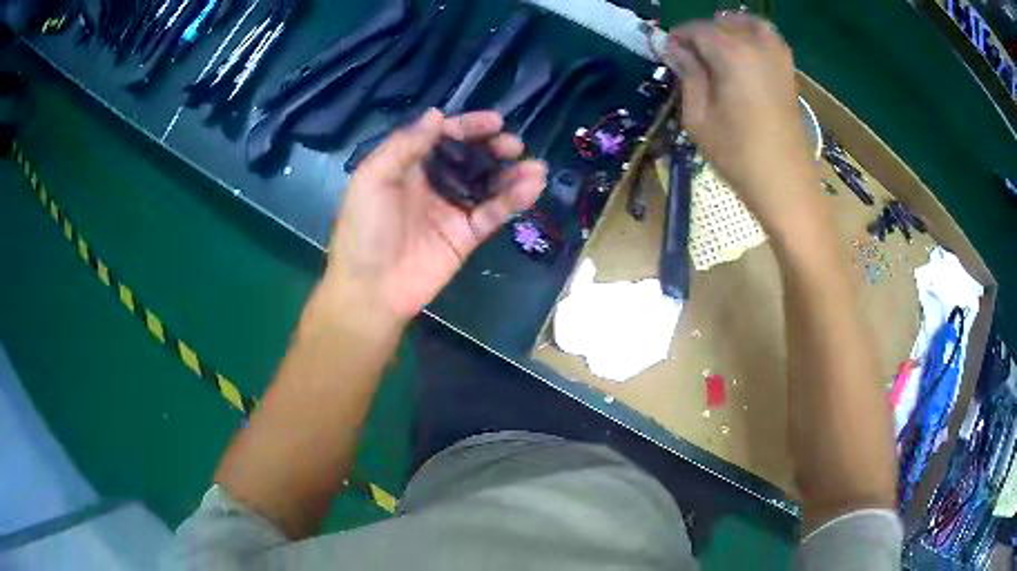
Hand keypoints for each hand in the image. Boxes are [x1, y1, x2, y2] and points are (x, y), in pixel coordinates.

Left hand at [319, 109, 546, 327]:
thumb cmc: (365, 229)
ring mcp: (452, 210)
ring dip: (512, 173)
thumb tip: (437, 114)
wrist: (372, 288)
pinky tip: (532, 186)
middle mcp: (433, 184)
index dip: (468, 127)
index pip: (443, 138)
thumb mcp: (373, 178)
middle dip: (493, 148)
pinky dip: (514, 199)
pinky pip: (493, 212)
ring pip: (487, 185)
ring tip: (535, 167)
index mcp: (408, 167)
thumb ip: (406, 145)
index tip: (495, 121)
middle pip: (470, 159)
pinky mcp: (467, 235)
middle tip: (514, 145)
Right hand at [668, 13, 815, 228]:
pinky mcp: (790, 74)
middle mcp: (757, 47)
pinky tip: (742, 58)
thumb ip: (688, 76)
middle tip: (690, 54)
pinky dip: (753, 38)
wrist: (786, 185)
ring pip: (751, 25)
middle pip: (723, 24)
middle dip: (703, 33)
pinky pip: (770, 40)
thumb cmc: (738, 156)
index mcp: (732, 55)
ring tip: (717, 47)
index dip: (679, 37)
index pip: (698, 30)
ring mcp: (778, 59)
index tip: (667, 50)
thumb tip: (676, 51)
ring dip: (730, 28)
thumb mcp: (698, 117)